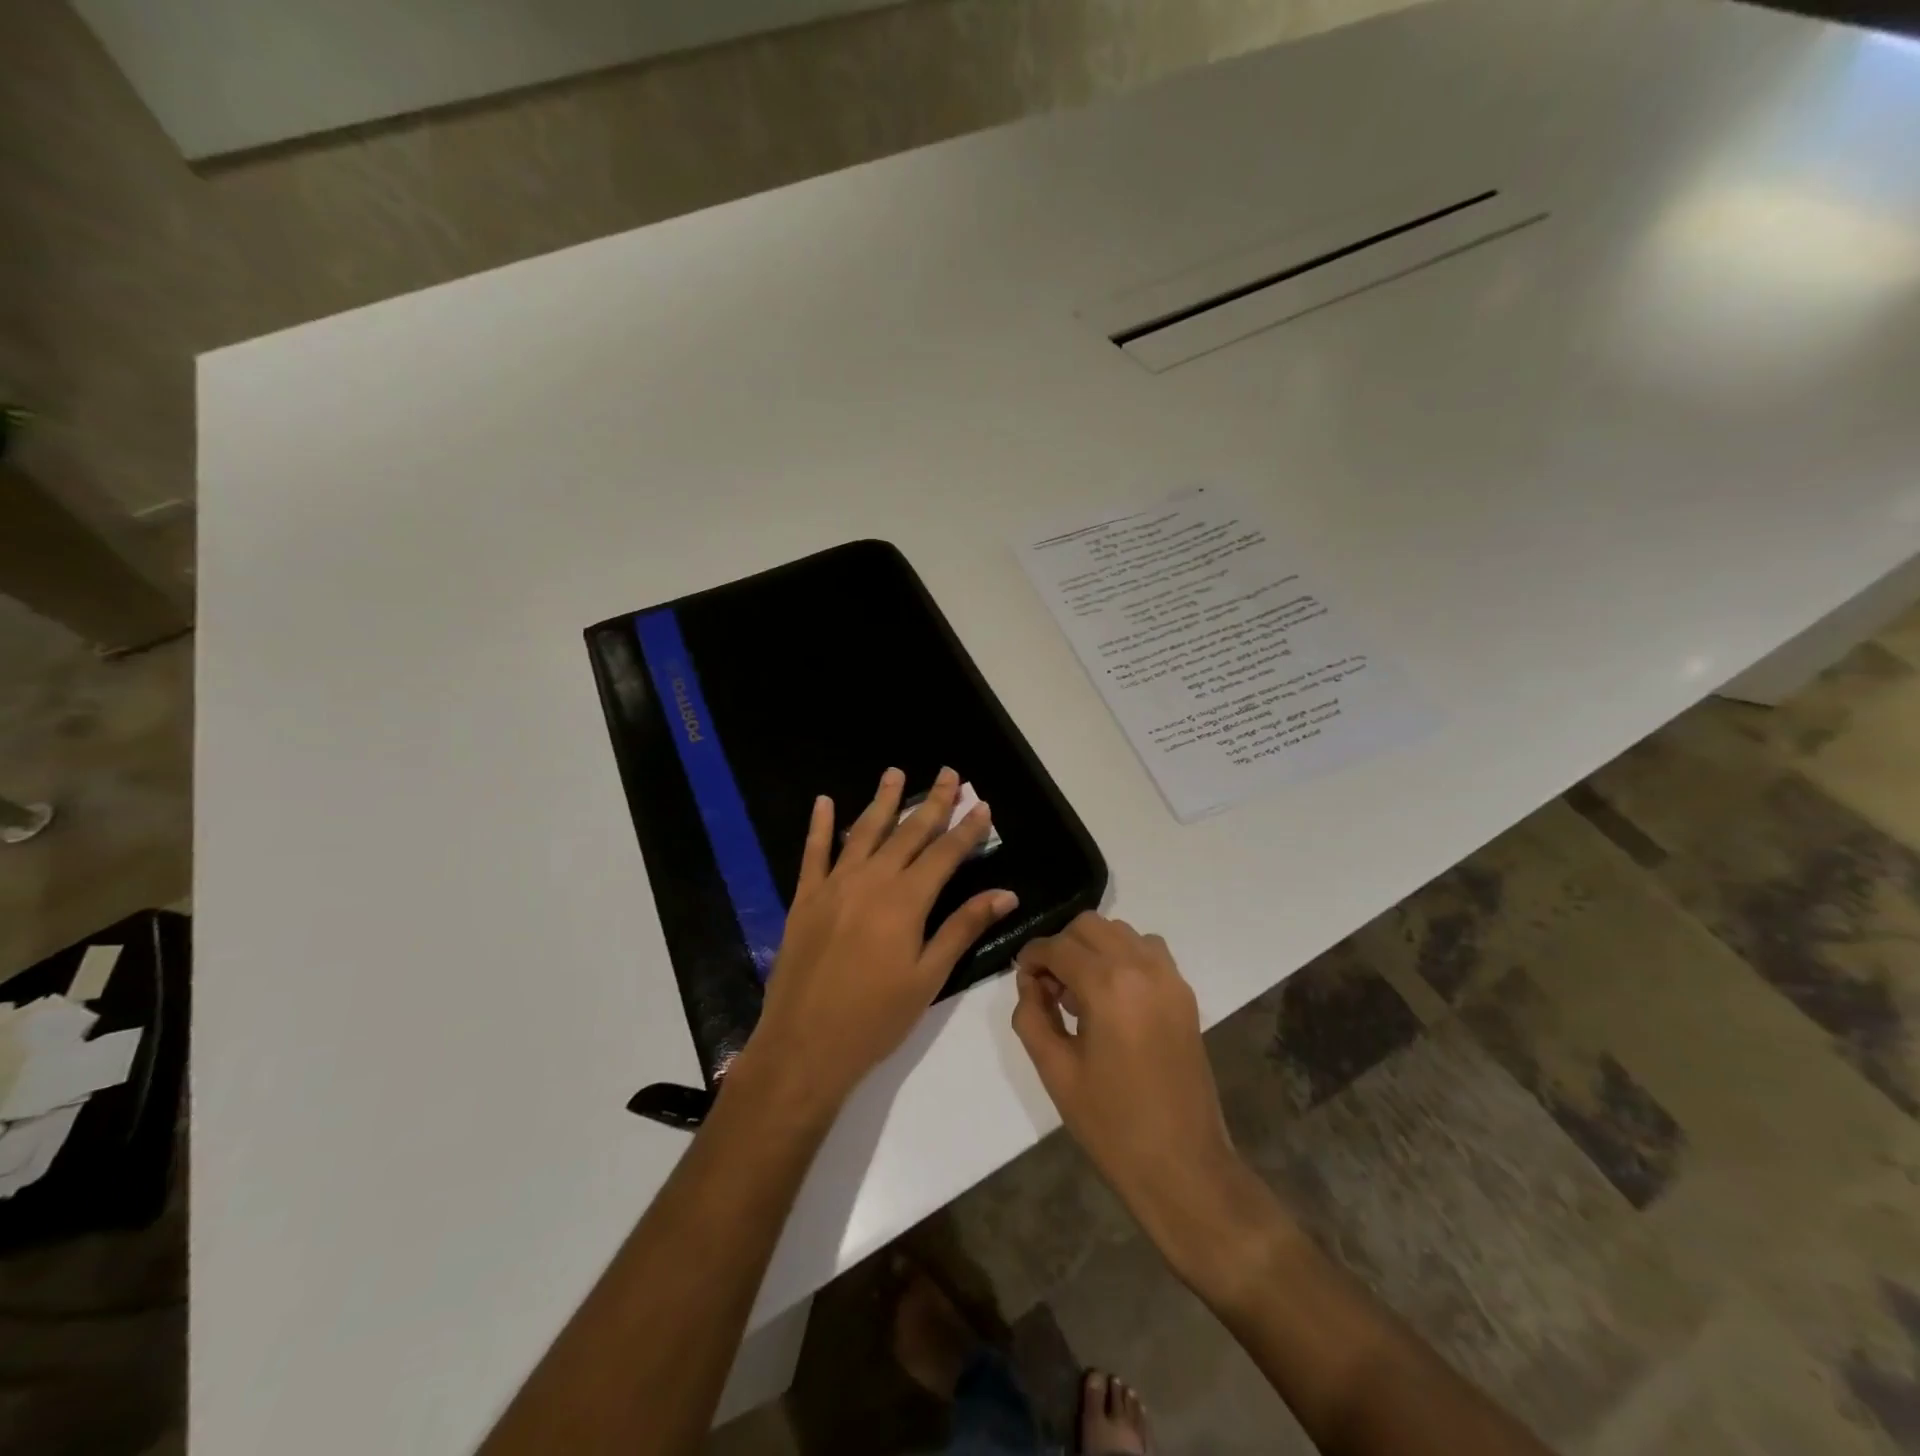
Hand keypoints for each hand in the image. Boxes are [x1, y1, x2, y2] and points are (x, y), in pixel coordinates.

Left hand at [735, 766, 1016, 1118]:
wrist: (804, 1045)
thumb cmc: (876, 1018)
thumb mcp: (929, 977)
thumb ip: (963, 928)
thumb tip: (1005, 893)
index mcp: (906, 901)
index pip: (945, 854)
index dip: (967, 829)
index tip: (983, 804)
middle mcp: (871, 881)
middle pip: (908, 833)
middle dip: (933, 803)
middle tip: (949, 774)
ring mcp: (834, 885)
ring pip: (863, 831)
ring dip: (883, 801)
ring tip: (896, 773)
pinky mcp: (805, 898)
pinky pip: (813, 853)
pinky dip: (819, 825)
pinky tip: (823, 801)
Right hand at [1013, 914, 1272, 1277]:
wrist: (1182, 1166)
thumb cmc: (1111, 1124)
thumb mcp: (1055, 1070)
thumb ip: (1032, 1015)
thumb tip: (1030, 983)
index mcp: (1107, 986)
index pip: (1057, 946)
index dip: (1032, 957)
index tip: (1023, 980)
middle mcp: (1142, 968)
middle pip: (1089, 926)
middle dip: (1061, 946)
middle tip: (1049, 987)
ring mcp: (1170, 978)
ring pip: (1120, 932)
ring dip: (1093, 947)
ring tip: (1081, 991)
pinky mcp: (1185, 994)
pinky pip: (1148, 951)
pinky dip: (1124, 956)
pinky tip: (1113, 996)